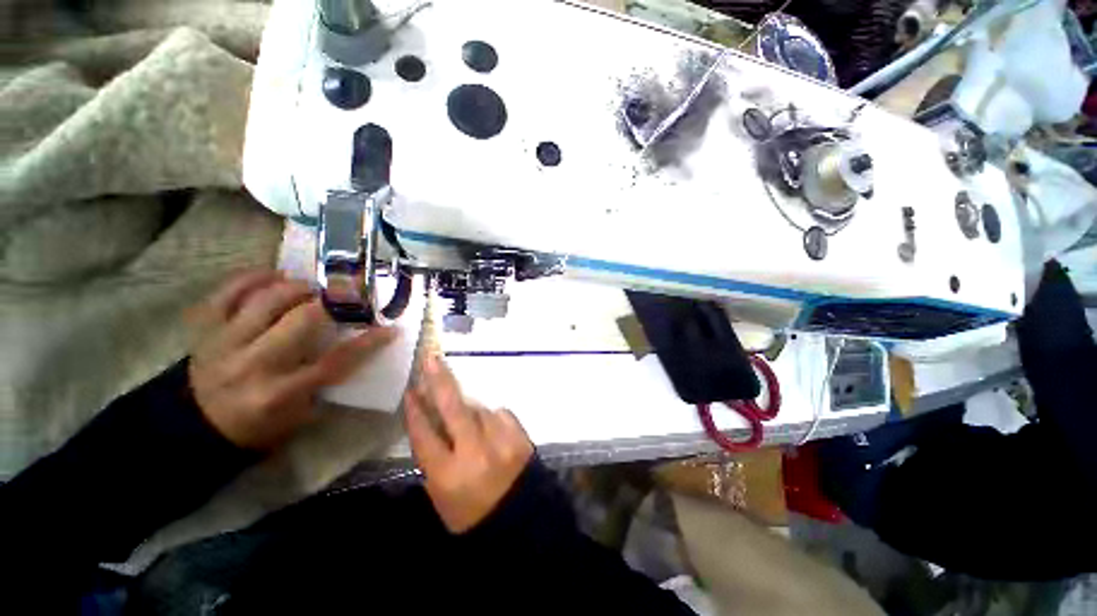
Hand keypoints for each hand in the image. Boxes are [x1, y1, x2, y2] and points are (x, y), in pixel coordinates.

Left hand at [187, 270, 395, 449]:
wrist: (197, 426)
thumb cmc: (259, 424)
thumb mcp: (300, 415)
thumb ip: (327, 382)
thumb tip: (355, 346)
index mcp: (280, 392)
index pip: (335, 362)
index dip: (368, 343)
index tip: (389, 329)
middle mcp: (253, 364)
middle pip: (302, 321)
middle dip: (334, 302)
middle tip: (349, 295)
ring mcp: (224, 343)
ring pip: (267, 300)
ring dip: (299, 287)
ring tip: (312, 287)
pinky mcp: (204, 329)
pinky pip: (227, 292)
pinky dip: (253, 277)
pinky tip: (275, 275)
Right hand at [404, 354, 533, 532]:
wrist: (521, 523)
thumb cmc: (473, 514)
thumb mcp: (442, 497)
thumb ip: (435, 458)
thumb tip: (433, 421)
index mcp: (448, 475)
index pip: (425, 435)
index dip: (416, 411)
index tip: (411, 391)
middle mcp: (474, 453)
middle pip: (452, 409)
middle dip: (440, 381)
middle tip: (432, 359)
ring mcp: (501, 441)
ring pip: (479, 409)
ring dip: (471, 411)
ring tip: (471, 427)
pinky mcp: (520, 435)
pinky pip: (500, 414)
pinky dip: (492, 418)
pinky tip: (491, 431)